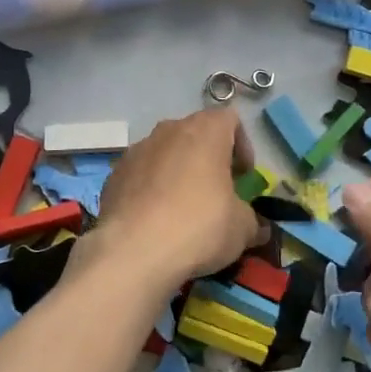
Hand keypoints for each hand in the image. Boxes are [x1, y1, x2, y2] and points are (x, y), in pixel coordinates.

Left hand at [87, 109, 267, 290]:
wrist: (133, 252)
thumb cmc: (199, 227)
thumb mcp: (241, 228)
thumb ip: (252, 221)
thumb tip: (257, 228)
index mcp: (205, 131)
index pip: (229, 119)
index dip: (241, 145)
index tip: (243, 176)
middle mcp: (168, 130)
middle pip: (195, 134)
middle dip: (208, 158)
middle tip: (217, 191)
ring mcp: (136, 150)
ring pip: (165, 153)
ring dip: (177, 172)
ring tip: (183, 208)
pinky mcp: (113, 175)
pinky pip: (141, 174)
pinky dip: (151, 189)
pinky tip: (155, 220)